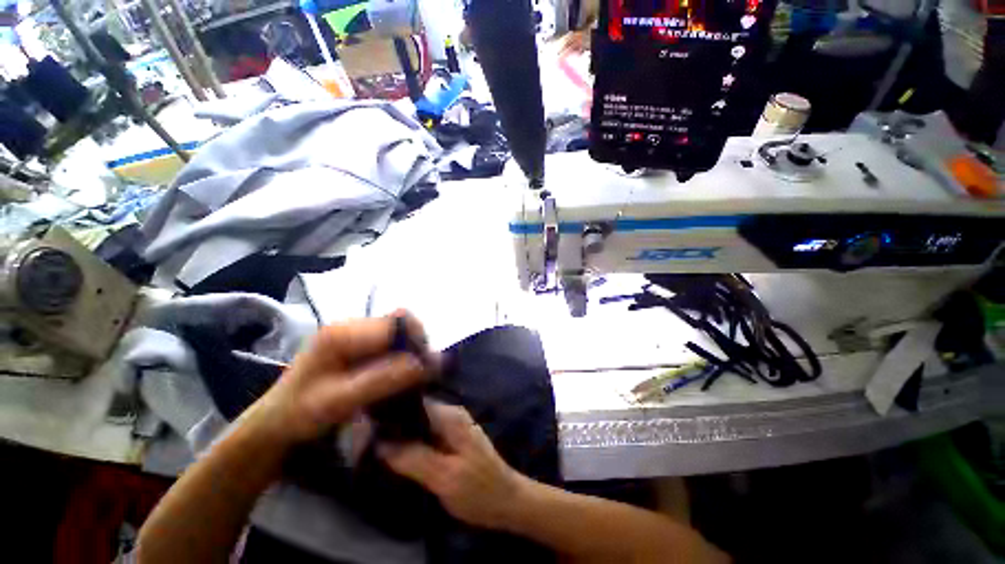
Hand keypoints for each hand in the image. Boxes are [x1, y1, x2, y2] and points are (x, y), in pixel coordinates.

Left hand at [243, 312, 434, 448]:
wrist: (274, 423)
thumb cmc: (300, 415)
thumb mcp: (340, 402)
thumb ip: (382, 380)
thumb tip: (425, 364)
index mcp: (344, 333)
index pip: (397, 322)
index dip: (417, 341)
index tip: (427, 367)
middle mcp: (351, 325)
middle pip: (400, 323)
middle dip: (415, 345)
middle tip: (421, 373)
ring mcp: (354, 333)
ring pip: (398, 332)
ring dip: (409, 351)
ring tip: (411, 376)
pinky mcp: (357, 343)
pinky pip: (390, 342)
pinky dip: (401, 356)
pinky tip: (397, 375)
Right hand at [378, 401, 528, 529]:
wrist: (507, 501)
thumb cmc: (479, 489)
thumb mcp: (444, 477)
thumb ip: (413, 458)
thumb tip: (380, 442)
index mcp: (450, 417)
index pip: (415, 404)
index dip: (391, 412)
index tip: (365, 424)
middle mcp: (451, 415)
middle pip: (416, 414)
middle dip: (393, 427)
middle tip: (365, 442)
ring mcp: (453, 427)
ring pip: (419, 426)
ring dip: (400, 437)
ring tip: (373, 449)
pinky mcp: (452, 441)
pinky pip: (426, 437)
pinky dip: (411, 445)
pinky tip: (395, 457)